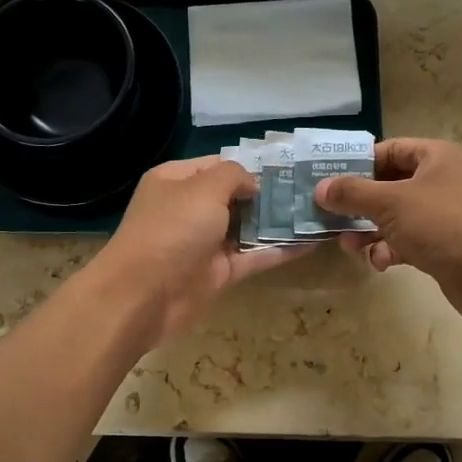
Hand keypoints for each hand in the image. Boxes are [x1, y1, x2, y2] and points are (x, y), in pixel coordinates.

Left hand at [90, 157, 310, 346]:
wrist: (143, 296)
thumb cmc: (171, 230)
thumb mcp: (202, 189)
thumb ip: (233, 176)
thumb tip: (253, 184)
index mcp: (177, 181)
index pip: (218, 165)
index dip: (250, 165)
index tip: (287, 168)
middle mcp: (190, 208)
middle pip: (236, 197)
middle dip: (269, 194)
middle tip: (311, 190)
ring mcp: (205, 242)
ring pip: (248, 228)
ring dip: (278, 222)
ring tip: (318, 212)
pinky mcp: (219, 273)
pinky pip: (254, 257)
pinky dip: (279, 251)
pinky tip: (311, 243)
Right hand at [315, 138, 461, 326]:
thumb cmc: (442, 224)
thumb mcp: (390, 203)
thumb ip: (352, 193)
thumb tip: (321, 188)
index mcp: (436, 157)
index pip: (390, 150)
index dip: (359, 163)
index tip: (330, 180)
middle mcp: (442, 181)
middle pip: (389, 186)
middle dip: (359, 205)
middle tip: (331, 217)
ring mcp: (445, 215)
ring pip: (395, 217)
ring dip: (370, 232)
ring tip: (350, 246)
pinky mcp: (445, 245)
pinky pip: (408, 241)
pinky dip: (391, 250)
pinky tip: (381, 263)